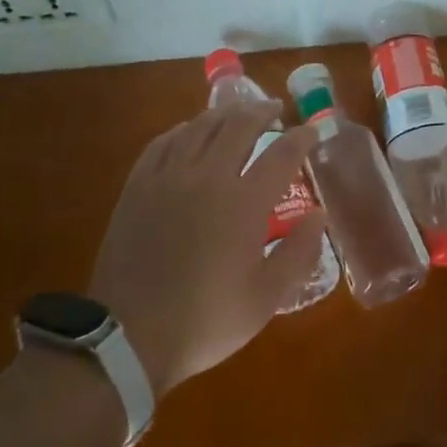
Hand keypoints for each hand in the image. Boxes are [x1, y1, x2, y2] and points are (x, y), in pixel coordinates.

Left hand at [90, 101, 323, 396]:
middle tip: (274, 110)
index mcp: (244, 203)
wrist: (128, 336)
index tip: (312, 131)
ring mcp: (169, 177)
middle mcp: (208, 177)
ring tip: (238, 113)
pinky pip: (164, 141)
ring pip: (200, 126)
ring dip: (225, 114)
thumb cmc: (205, 320)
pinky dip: (184, 129)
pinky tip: (190, 131)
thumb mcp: (265, 298)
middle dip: (262, 112)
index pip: (282, 154)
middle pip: (240, 125)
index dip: (301, 138)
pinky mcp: (139, 185)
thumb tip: (318, 215)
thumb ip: (298, 253)